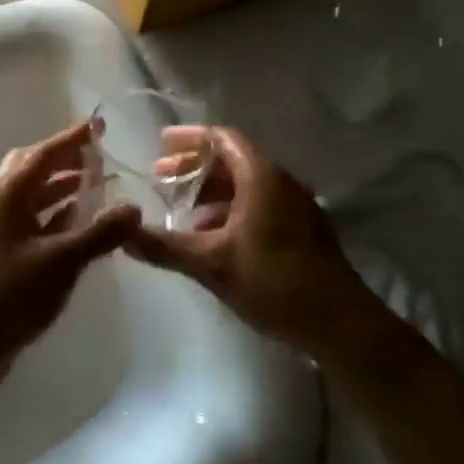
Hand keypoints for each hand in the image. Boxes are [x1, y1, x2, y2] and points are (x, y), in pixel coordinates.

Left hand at [0, 122, 140, 374]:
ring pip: (32, 195)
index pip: (43, 154)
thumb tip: (134, 208)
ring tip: (95, 184)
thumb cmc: (12, 292)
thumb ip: (100, 233)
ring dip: (61, 186)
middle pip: (32, 168)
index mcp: (7, 194)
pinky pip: (32, 219)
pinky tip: (78, 222)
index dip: (72, 139)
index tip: (98, 125)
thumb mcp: (62, 261)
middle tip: (96, 155)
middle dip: (64, 159)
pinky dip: (55, 213)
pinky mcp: (1, 251)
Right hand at [126, 127, 383, 357]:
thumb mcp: (211, 264)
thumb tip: (122, 234)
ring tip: (181, 210)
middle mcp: (280, 182)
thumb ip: (165, 247)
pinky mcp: (302, 229)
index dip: (189, 139)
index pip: (222, 139)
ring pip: (246, 185)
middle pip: (232, 160)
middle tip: (160, 177)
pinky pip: (259, 204)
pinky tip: (212, 237)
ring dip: (211, 192)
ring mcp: (295, 206)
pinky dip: (230, 209)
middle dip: (194, 167)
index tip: (160, 145)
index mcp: (261, 177)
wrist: (341, 325)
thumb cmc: (274, 282)